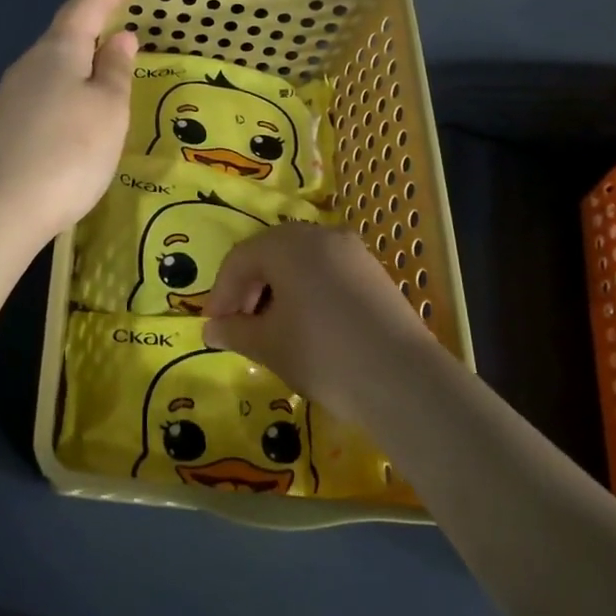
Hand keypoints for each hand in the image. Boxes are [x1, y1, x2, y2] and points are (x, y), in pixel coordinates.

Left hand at [0, 0, 146, 242]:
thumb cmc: (68, 152)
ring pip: (55, 65)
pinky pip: (46, 93)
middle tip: (128, 26)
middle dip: (97, 24)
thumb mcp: (108, 110)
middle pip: (66, 33)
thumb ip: (116, 71)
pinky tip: (80, 115)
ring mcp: (11, 96)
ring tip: (111, 75)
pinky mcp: (5, 126)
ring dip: (84, 61)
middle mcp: (29, 64)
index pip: (88, 4)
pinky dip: (70, 90)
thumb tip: (118, 37)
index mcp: (58, 50)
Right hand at [202, 224, 440, 422]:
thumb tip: (212, 328)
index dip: (221, 293)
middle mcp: (321, 235)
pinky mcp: (374, 273)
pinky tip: (307, 327)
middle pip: (271, 254)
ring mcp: (353, 252)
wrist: (403, 380)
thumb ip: (235, 331)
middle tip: (239, 327)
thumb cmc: (323, 354)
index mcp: (289, 244)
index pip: (240, 258)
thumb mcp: (268, 345)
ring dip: (277, 291)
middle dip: (249, 289)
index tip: (214, 326)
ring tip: (271, 330)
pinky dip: (307, 293)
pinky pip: (327, 273)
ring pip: (301, 263)